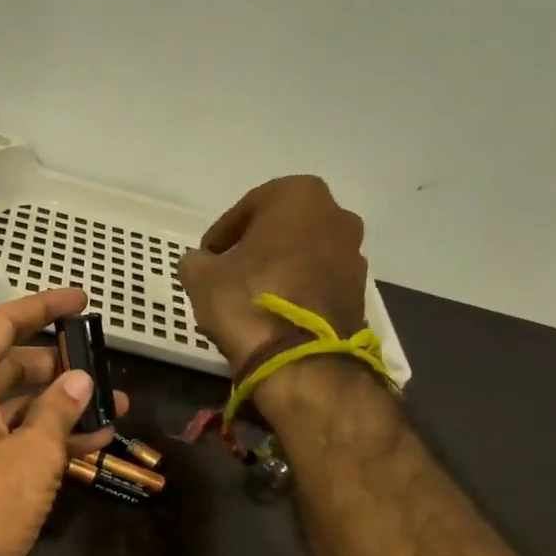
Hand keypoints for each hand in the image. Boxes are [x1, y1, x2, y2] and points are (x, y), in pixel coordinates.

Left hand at [0, 289, 126, 555]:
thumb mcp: (31, 453)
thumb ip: (59, 411)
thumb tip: (80, 380)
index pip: (1, 325)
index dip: (42, 307)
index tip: (81, 300)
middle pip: (13, 364)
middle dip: (60, 363)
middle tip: (105, 362)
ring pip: (22, 405)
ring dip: (65, 404)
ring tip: (117, 402)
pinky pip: (21, 439)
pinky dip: (54, 437)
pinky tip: (99, 440)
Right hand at [176, 176, 369, 369]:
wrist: (301, 359)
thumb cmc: (248, 300)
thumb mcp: (201, 277)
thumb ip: (196, 261)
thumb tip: (202, 263)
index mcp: (299, 196)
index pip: (248, 207)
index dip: (221, 234)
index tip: (206, 256)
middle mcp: (336, 215)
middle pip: (283, 228)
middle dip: (256, 247)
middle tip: (229, 272)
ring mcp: (354, 255)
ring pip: (304, 254)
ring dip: (279, 269)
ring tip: (250, 298)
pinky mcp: (359, 292)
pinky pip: (318, 282)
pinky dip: (297, 291)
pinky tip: (273, 315)